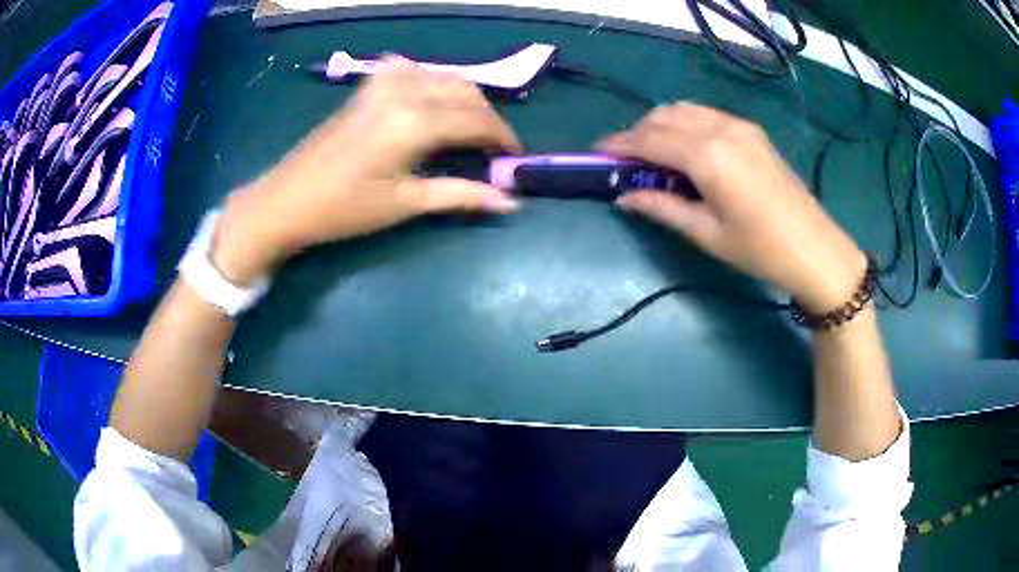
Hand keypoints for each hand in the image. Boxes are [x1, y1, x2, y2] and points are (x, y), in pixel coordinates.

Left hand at [212, 58, 522, 283]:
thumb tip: (509, 201)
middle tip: (492, 147)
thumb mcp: (405, 204)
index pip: (476, 120)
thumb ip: (460, 195)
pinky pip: (412, 70)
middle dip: (487, 117)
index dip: (502, 137)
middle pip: (465, 91)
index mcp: (415, 123)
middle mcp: (404, 92)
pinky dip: (432, 82)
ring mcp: (382, 84)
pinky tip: (428, 101)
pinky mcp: (366, 88)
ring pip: (442, 75)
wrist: (286, 200)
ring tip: (466, 126)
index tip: (514, 157)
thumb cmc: (343, 210)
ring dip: (463, 96)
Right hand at [599, 103, 865, 313]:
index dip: (619, 144)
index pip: (650, 139)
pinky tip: (684, 148)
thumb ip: (662, 206)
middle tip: (624, 159)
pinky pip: (706, 115)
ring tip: (651, 153)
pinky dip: (685, 123)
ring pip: (684, 110)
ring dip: (660, 124)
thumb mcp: (707, 233)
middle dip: (637, 132)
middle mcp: (720, 129)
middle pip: (664, 117)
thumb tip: (624, 197)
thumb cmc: (760, 249)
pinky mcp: (751, 131)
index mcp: (707, 156)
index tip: (597, 153)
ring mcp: (739, 126)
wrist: (815, 249)